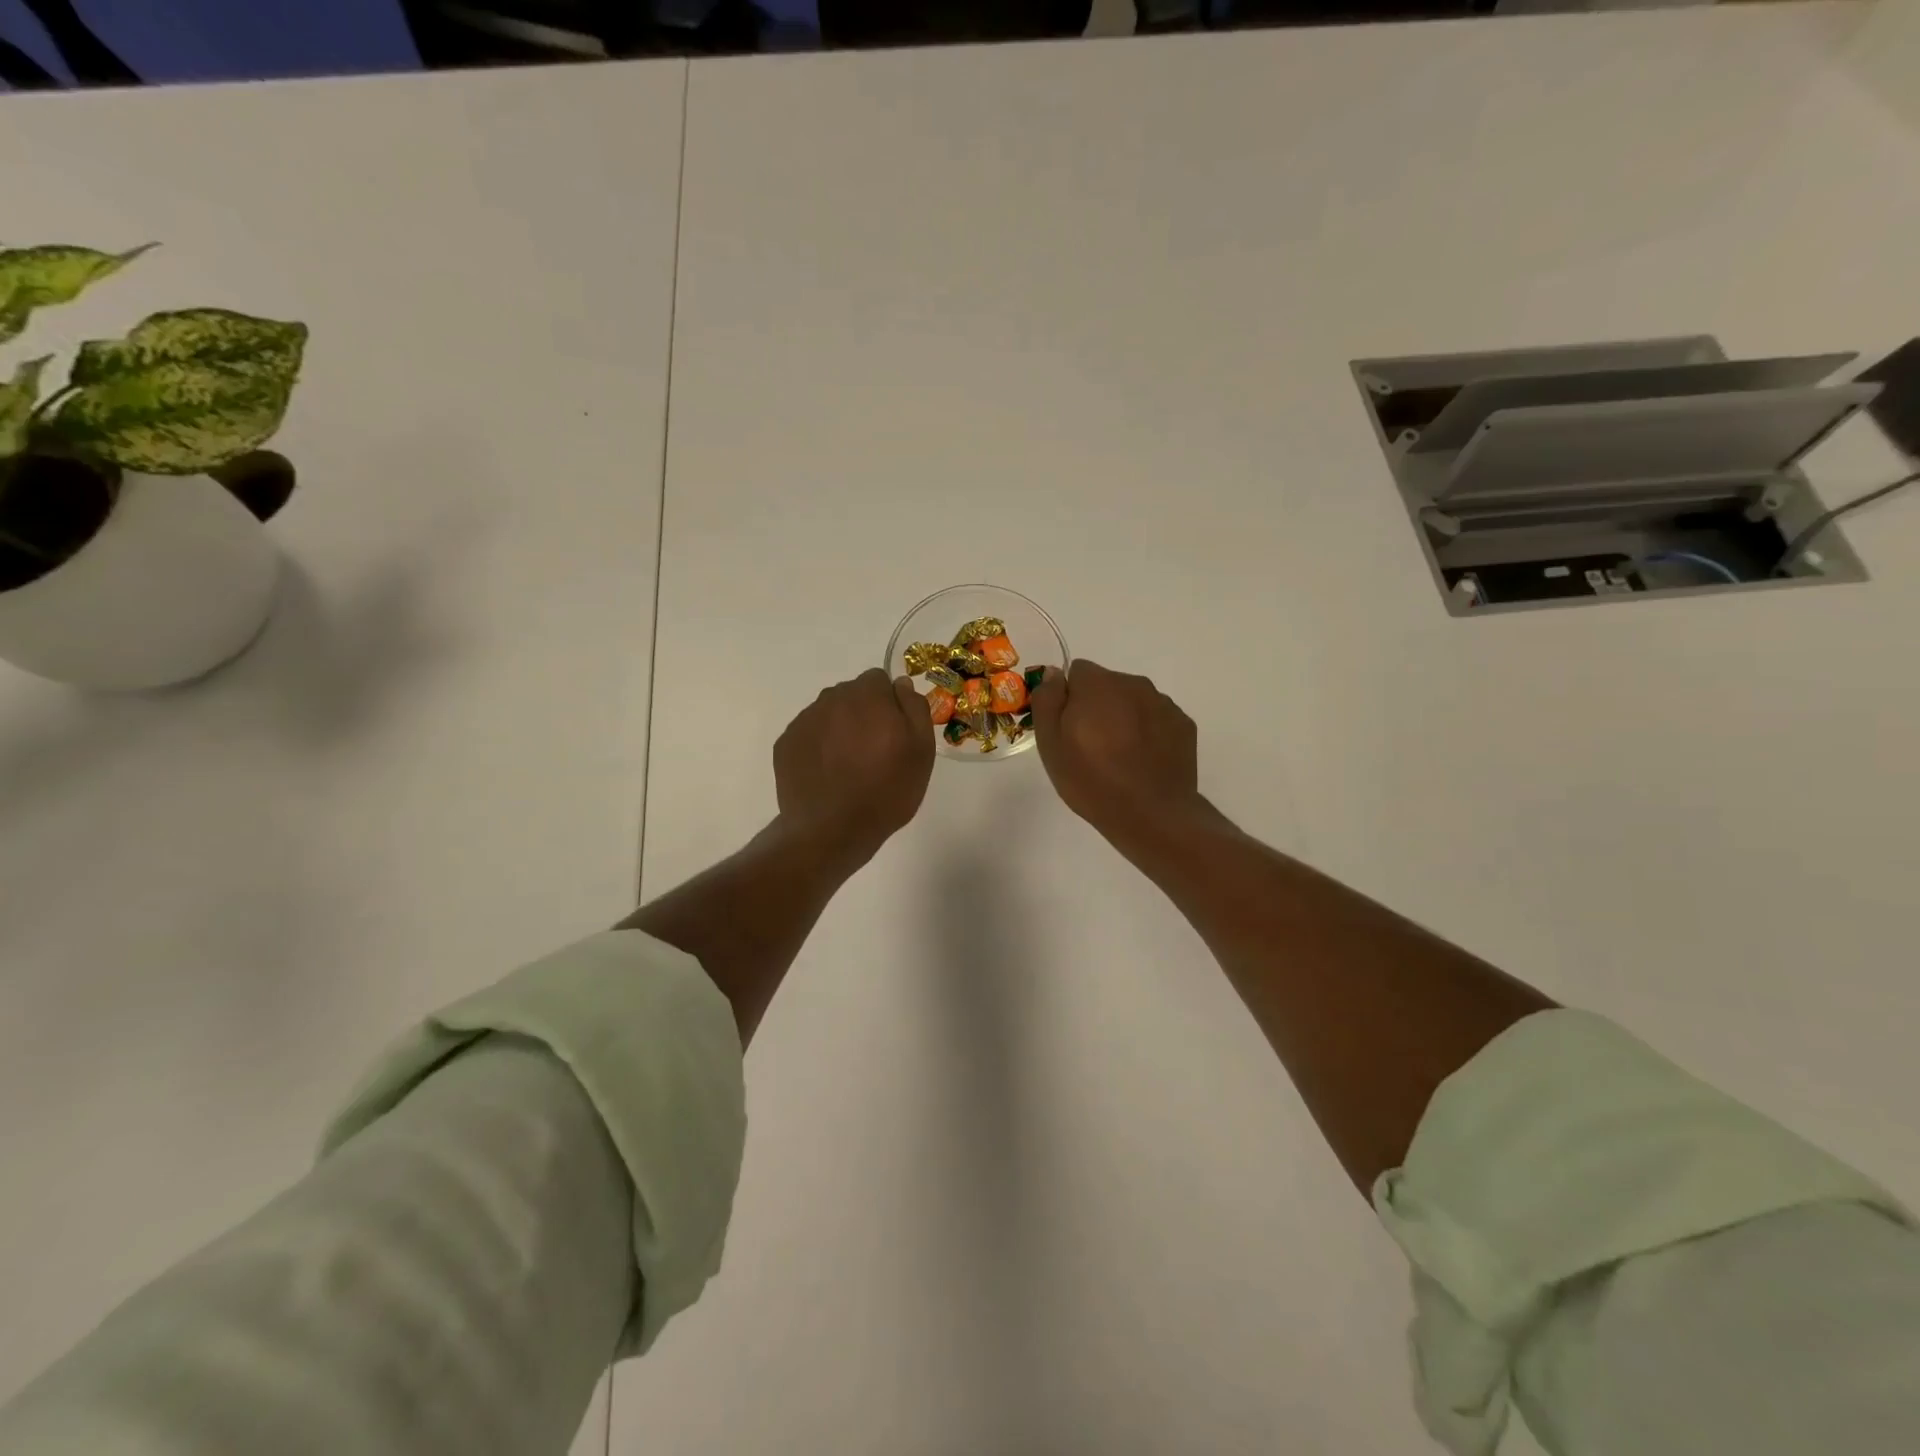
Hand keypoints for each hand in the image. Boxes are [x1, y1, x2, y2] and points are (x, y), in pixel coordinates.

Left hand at [774, 668, 933, 867]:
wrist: (832, 830)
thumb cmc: (886, 791)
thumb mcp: (921, 751)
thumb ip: (914, 708)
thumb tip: (900, 684)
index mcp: (867, 695)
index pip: (878, 680)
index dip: (888, 703)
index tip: (893, 732)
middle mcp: (831, 698)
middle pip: (851, 694)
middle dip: (863, 713)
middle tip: (873, 751)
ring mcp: (804, 721)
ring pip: (828, 713)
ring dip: (839, 728)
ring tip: (848, 765)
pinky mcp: (785, 743)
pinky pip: (808, 734)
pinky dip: (818, 746)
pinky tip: (827, 775)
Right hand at [1029, 660, 1205, 851]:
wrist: (1151, 814)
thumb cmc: (1092, 779)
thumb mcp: (1050, 744)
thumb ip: (1047, 700)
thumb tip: (1053, 673)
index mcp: (1098, 684)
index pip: (1077, 672)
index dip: (1068, 698)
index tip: (1069, 729)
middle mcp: (1134, 683)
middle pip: (1107, 685)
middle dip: (1098, 707)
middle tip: (1092, 747)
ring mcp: (1163, 703)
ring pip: (1133, 701)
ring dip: (1124, 718)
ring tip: (1120, 758)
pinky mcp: (1184, 724)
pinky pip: (1157, 719)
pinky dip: (1149, 732)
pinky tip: (1143, 762)